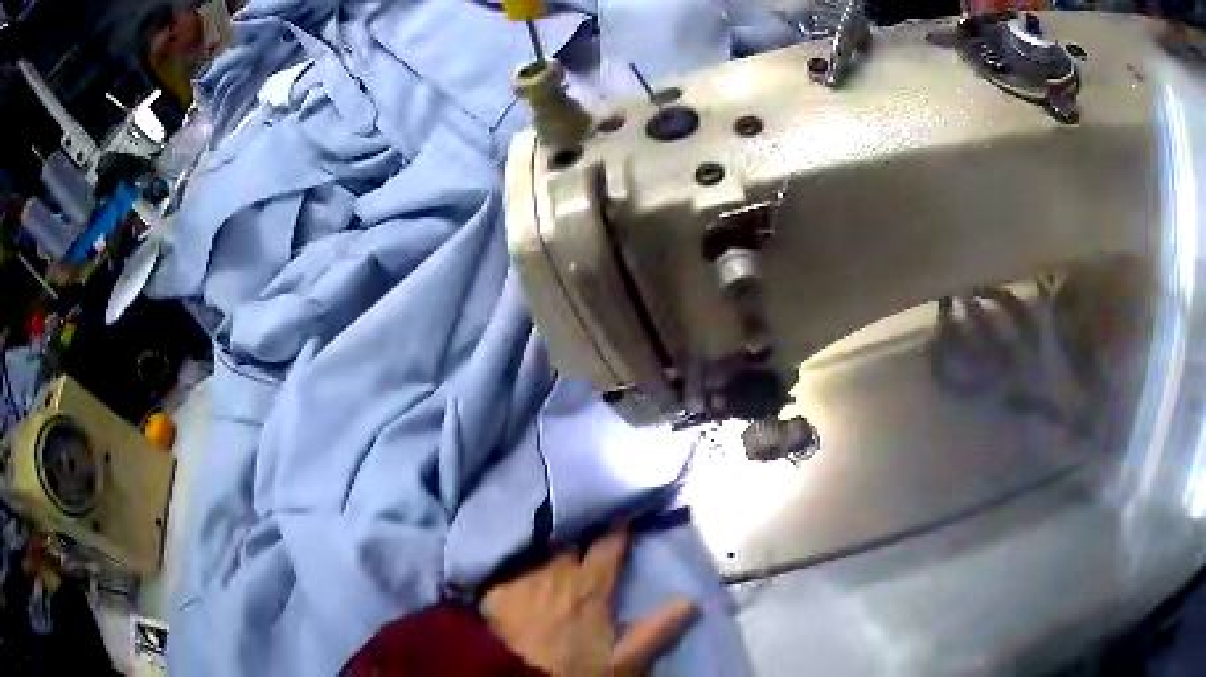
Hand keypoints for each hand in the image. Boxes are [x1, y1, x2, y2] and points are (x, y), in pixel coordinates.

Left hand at [481, 525, 696, 675]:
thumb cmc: (573, 672)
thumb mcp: (623, 661)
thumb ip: (657, 630)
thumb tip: (691, 600)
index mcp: (590, 586)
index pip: (609, 543)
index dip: (617, 525)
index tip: (623, 510)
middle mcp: (555, 571)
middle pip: (567, 536)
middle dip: (575, 525)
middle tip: (579, 517)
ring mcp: (521, 576)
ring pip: (536, 546)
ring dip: (544, 540)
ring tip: (543, 529)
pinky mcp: (493, 586)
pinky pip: (504, 562)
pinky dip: (512, 558)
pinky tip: (510, 556)